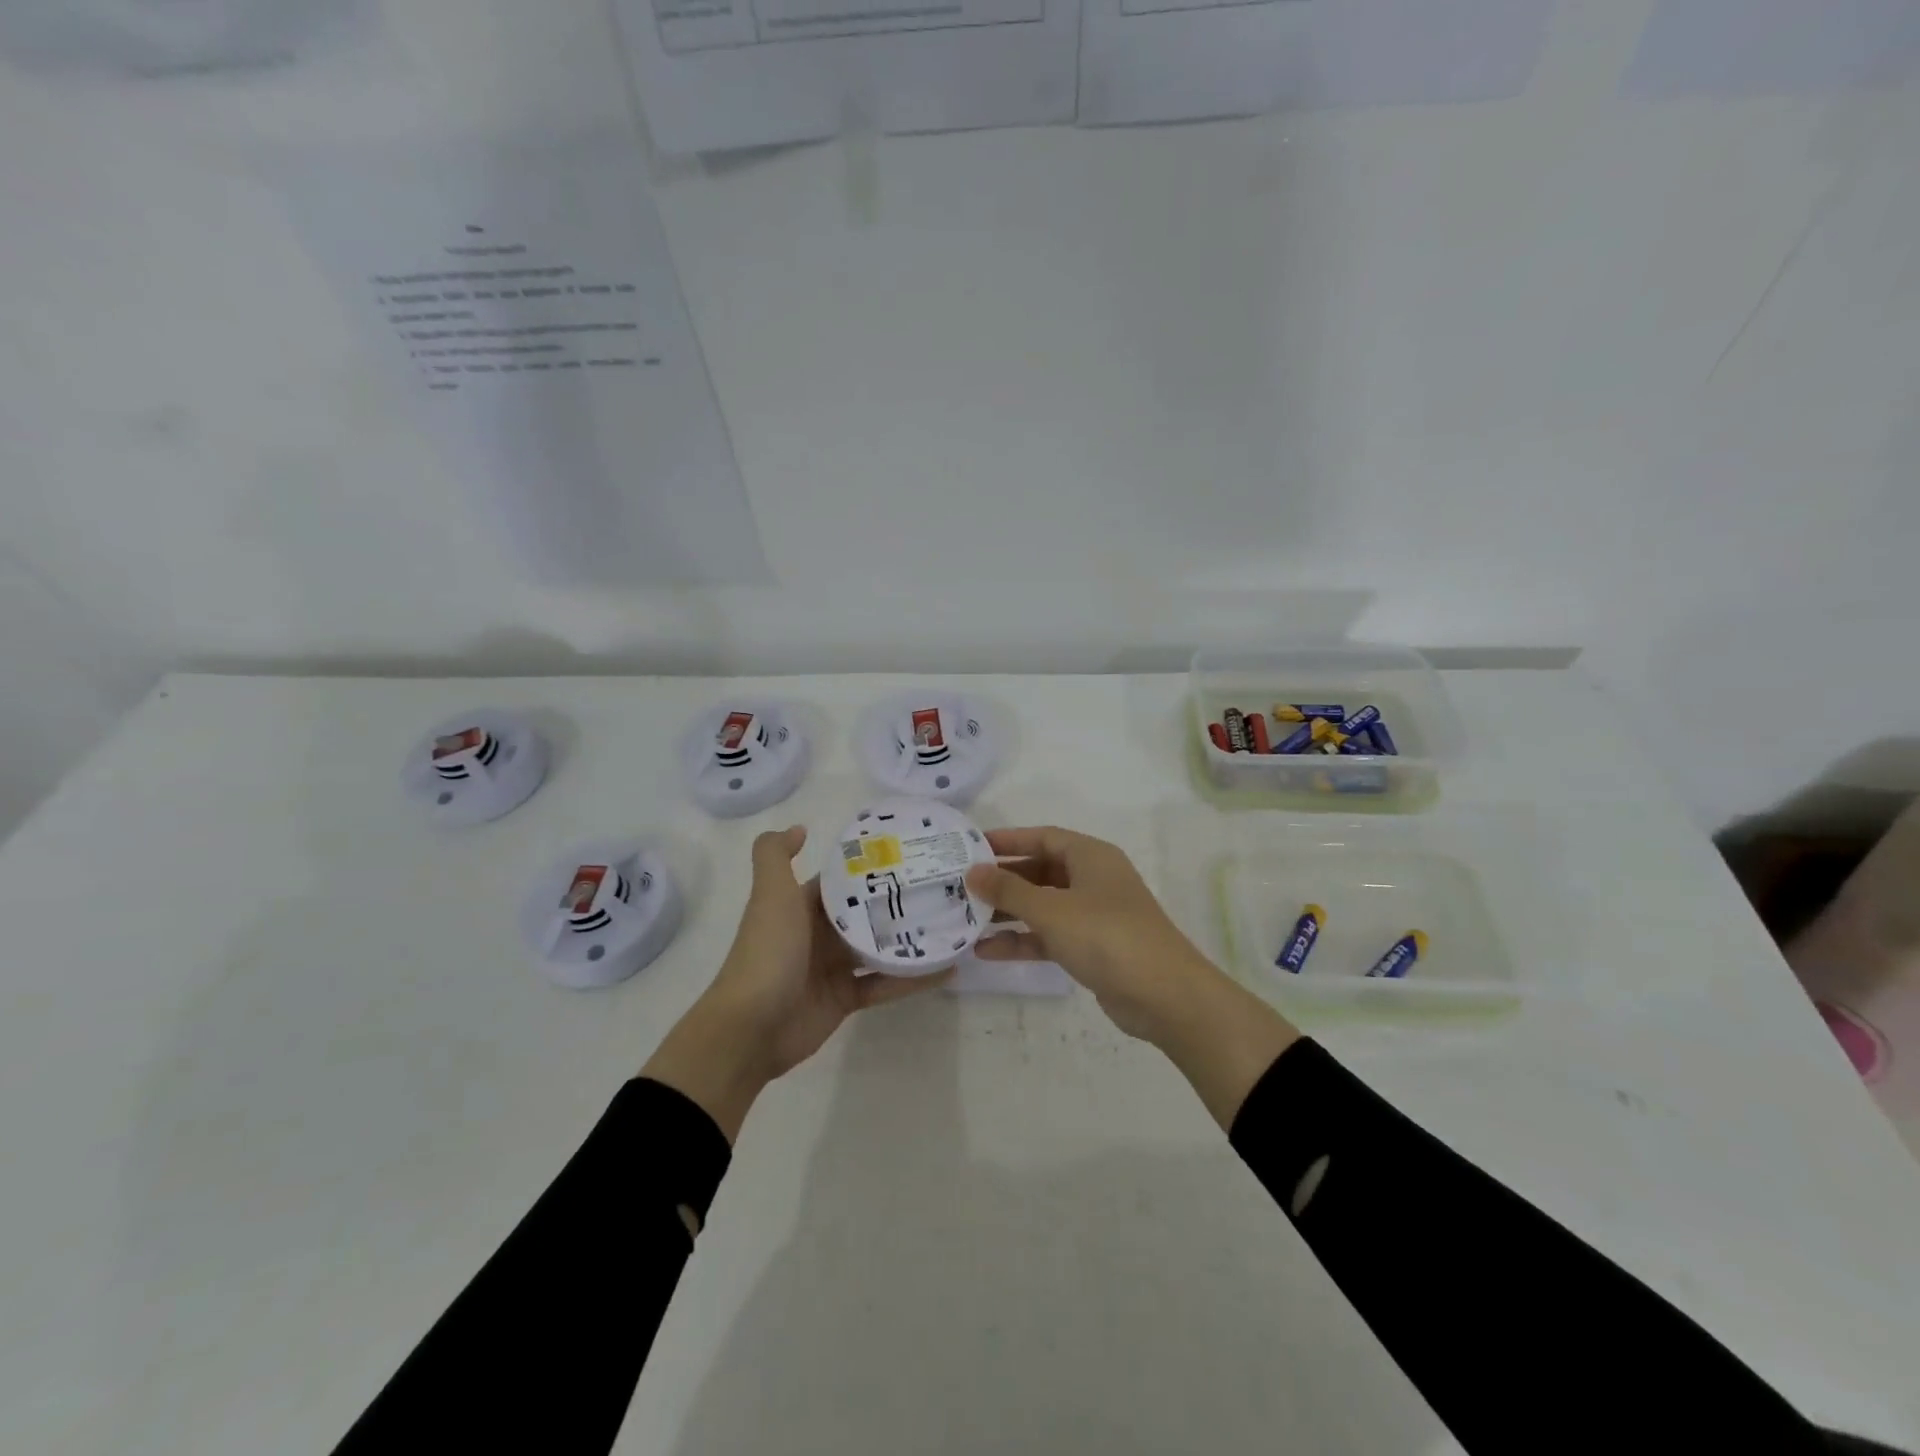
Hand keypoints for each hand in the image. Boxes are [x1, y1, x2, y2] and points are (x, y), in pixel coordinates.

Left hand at [643, 826, 948, 1140]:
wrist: (750, 1027)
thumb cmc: (767, 952)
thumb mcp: (770, 895)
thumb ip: (774, 855)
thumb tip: (800, 827)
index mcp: (803, 905)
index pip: (843, 880)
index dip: (872, 866)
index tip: (913, 852)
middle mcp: (820, 932)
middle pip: (867, 912)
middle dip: (900, 901)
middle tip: (945, 886)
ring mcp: (834, 967)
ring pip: (880, 947)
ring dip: (911, 938)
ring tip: (954, 922)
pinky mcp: (847, 998)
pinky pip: (885, 984)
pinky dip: (913, 978)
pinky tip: (947, 969)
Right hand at [967, 826, 1297, 1128]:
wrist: (1164, 995)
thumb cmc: (1106, 936)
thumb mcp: (1051, 909)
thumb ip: (1009, 890)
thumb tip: (973, 871)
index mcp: (1090, 856)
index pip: (1042, 837)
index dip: (1006, 840)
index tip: (969, 847)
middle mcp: (1092, 879)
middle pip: (1040, 870)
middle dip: (1002, 879)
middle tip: (961, 885)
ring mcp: (1093, 914)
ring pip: (1042, 905)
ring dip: (1008, 912)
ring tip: (965, 919)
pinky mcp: (1092, 947)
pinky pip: (1050, 935)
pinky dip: (1023, 940)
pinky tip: (987, 951)